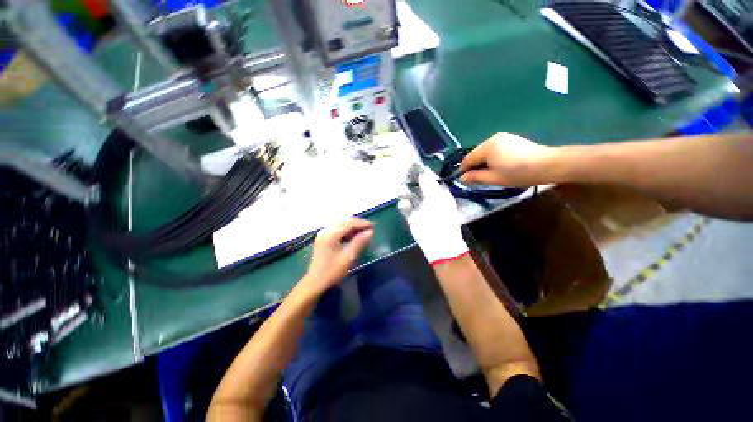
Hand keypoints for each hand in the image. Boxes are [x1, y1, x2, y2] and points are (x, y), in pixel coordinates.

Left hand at [303, 218, 373, 293]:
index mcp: (330, 235)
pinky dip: (346, 229)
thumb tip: (370, 232)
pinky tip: (352, 235)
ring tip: (363, 231)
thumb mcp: (348, 257)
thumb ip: (359, 242)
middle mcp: (326, 230)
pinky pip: (337, 228)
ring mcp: (323, 233)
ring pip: (340, 223)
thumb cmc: (332, 271)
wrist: (315, 282)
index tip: (373, 226)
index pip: (349, 223)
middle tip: (369, 228)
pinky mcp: (323, 237)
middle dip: (357, 223)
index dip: (362, 223)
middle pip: (344, 220)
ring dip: (352, 225)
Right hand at [398, 166, 468, 264]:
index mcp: (438, 191)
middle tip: (404, 178)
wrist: (439, 241)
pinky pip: (404, 206)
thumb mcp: (437, 196)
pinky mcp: (411, 216)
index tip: (411, 165)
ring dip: (404, 192)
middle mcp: (428, 197)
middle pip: (415, 184)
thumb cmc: (442, 217)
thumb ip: (428, 182)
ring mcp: (419, 206)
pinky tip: (405, 206)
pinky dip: (403, 205)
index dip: (419, 171)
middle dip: (409, 180)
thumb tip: (422, 168)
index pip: (427, 177)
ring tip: (403, 192)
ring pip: (408, 194)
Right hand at [460, 133, 555, 186]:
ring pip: (485, 151)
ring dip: (483, 161)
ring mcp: (503, 137)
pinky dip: (492, 157)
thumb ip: (475, 177)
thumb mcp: (493, 178)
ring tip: (488, 173)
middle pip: (476, 153)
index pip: (468, 158)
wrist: (548, 164)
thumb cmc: (518, 173)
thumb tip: (462, 178)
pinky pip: (495, 148)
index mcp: (486, 147)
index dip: (463, 169)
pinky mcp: (511, 139)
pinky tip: (499, 165)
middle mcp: (492, 138)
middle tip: (476, 178)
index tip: (462, 179)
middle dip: (474, 165)